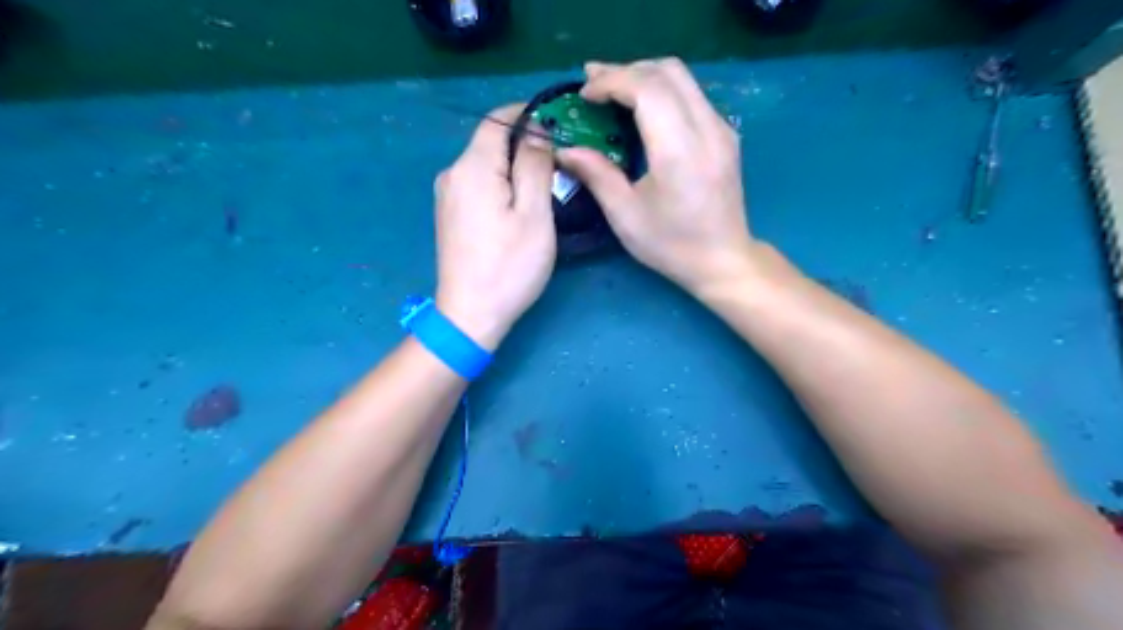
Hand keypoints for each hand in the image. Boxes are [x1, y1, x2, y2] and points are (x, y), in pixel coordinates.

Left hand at [432, 102, 553, 349]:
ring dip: (514, 166)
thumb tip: (537, 131)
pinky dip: (501, 184)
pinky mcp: (450, 215)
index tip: (557, 124)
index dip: (527, 114)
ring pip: (485, 165)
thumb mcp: (534, 214)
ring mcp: (447, 196)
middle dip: (525, 144)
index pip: (497, 120)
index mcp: (472, 167)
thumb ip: (535, 165)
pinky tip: (519, 206)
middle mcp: (452, 173)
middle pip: (490, 142)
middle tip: (560, 163)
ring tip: (546, 185)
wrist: (470, 314)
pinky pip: (478, 184)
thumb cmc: (509, 266)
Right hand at [555, 58, 752, 295]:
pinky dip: (662, 90)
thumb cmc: (672, 245)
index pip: (647, 88)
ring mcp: (722, 129)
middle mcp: (707, 128)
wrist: (723, 260)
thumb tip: (565, 149)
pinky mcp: (726, 135)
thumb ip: (596, 175)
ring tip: (612, 90)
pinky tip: (642, 108)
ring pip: (682, 78)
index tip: (584, 94)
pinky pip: (692, 95)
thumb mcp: (626, 216)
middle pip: (667, 71)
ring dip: (644, 76)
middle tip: (593, 83)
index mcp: (679, 149)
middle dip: (626, 70)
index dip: (611, 81)